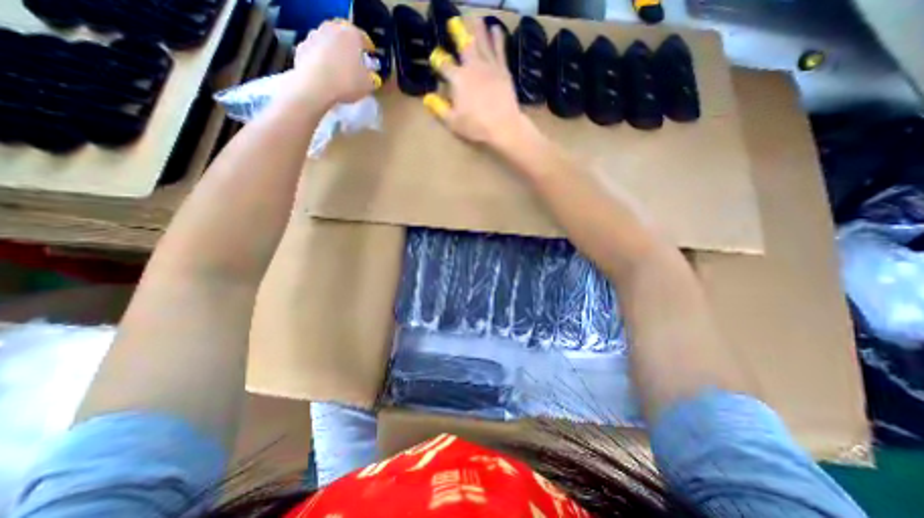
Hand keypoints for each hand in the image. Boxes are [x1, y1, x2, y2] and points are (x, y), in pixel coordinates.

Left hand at [288, 20, 373, 106]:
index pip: (364, 38)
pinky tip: (325, 74)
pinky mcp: (302, 46)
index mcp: (351, 35)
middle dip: (349, 48)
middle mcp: (332, 29)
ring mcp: (314, 35)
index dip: (368, 50)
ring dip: (334, 52)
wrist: (315, 86)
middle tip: (354, 63)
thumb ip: (371, 78)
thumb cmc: (347, 82)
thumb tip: (371, 76)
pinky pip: (316, 52)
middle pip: (344, 37)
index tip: (370, 59)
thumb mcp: (368, 85)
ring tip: (338, 70)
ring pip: (329, 42)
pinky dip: (321, 59)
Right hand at [427, 18, 535, 149]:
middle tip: (454, 21)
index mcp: (458, 79)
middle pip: (464, 45)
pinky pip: (500, 50)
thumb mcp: (453, 122)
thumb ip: (439, 109)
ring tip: (475, 18)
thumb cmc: (476, 126)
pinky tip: (496, 30)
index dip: (438, 60)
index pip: (444, 65)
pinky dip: (497, 39)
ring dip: (478, 29)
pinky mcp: (503, 70)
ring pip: (482, 42)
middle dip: (458, 32)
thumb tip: (427, 98)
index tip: (436, 57)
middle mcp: (472, 67)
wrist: (504, 126)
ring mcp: (489, 66)